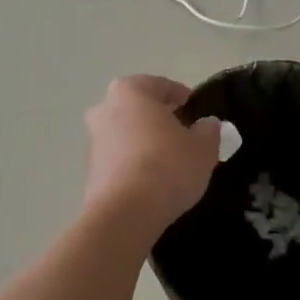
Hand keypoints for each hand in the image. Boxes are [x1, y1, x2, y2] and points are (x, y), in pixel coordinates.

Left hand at [82, 76, 222, 233]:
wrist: (125, 214)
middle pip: (138, 107)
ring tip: (171, 160)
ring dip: (145, 141)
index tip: (194, 108)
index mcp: (130, 92)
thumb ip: (208, 131)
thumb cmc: (167, 166)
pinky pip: (120, 158)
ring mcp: (93, 141)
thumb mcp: (202, 147)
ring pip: (126, 133)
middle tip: (183, 132)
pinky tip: (154, 179)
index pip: (159, 85)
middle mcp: (104, 109)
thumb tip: (207, 124)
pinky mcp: (91, 171)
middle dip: (159, 117)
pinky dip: (135, 162)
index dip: (180, 95)